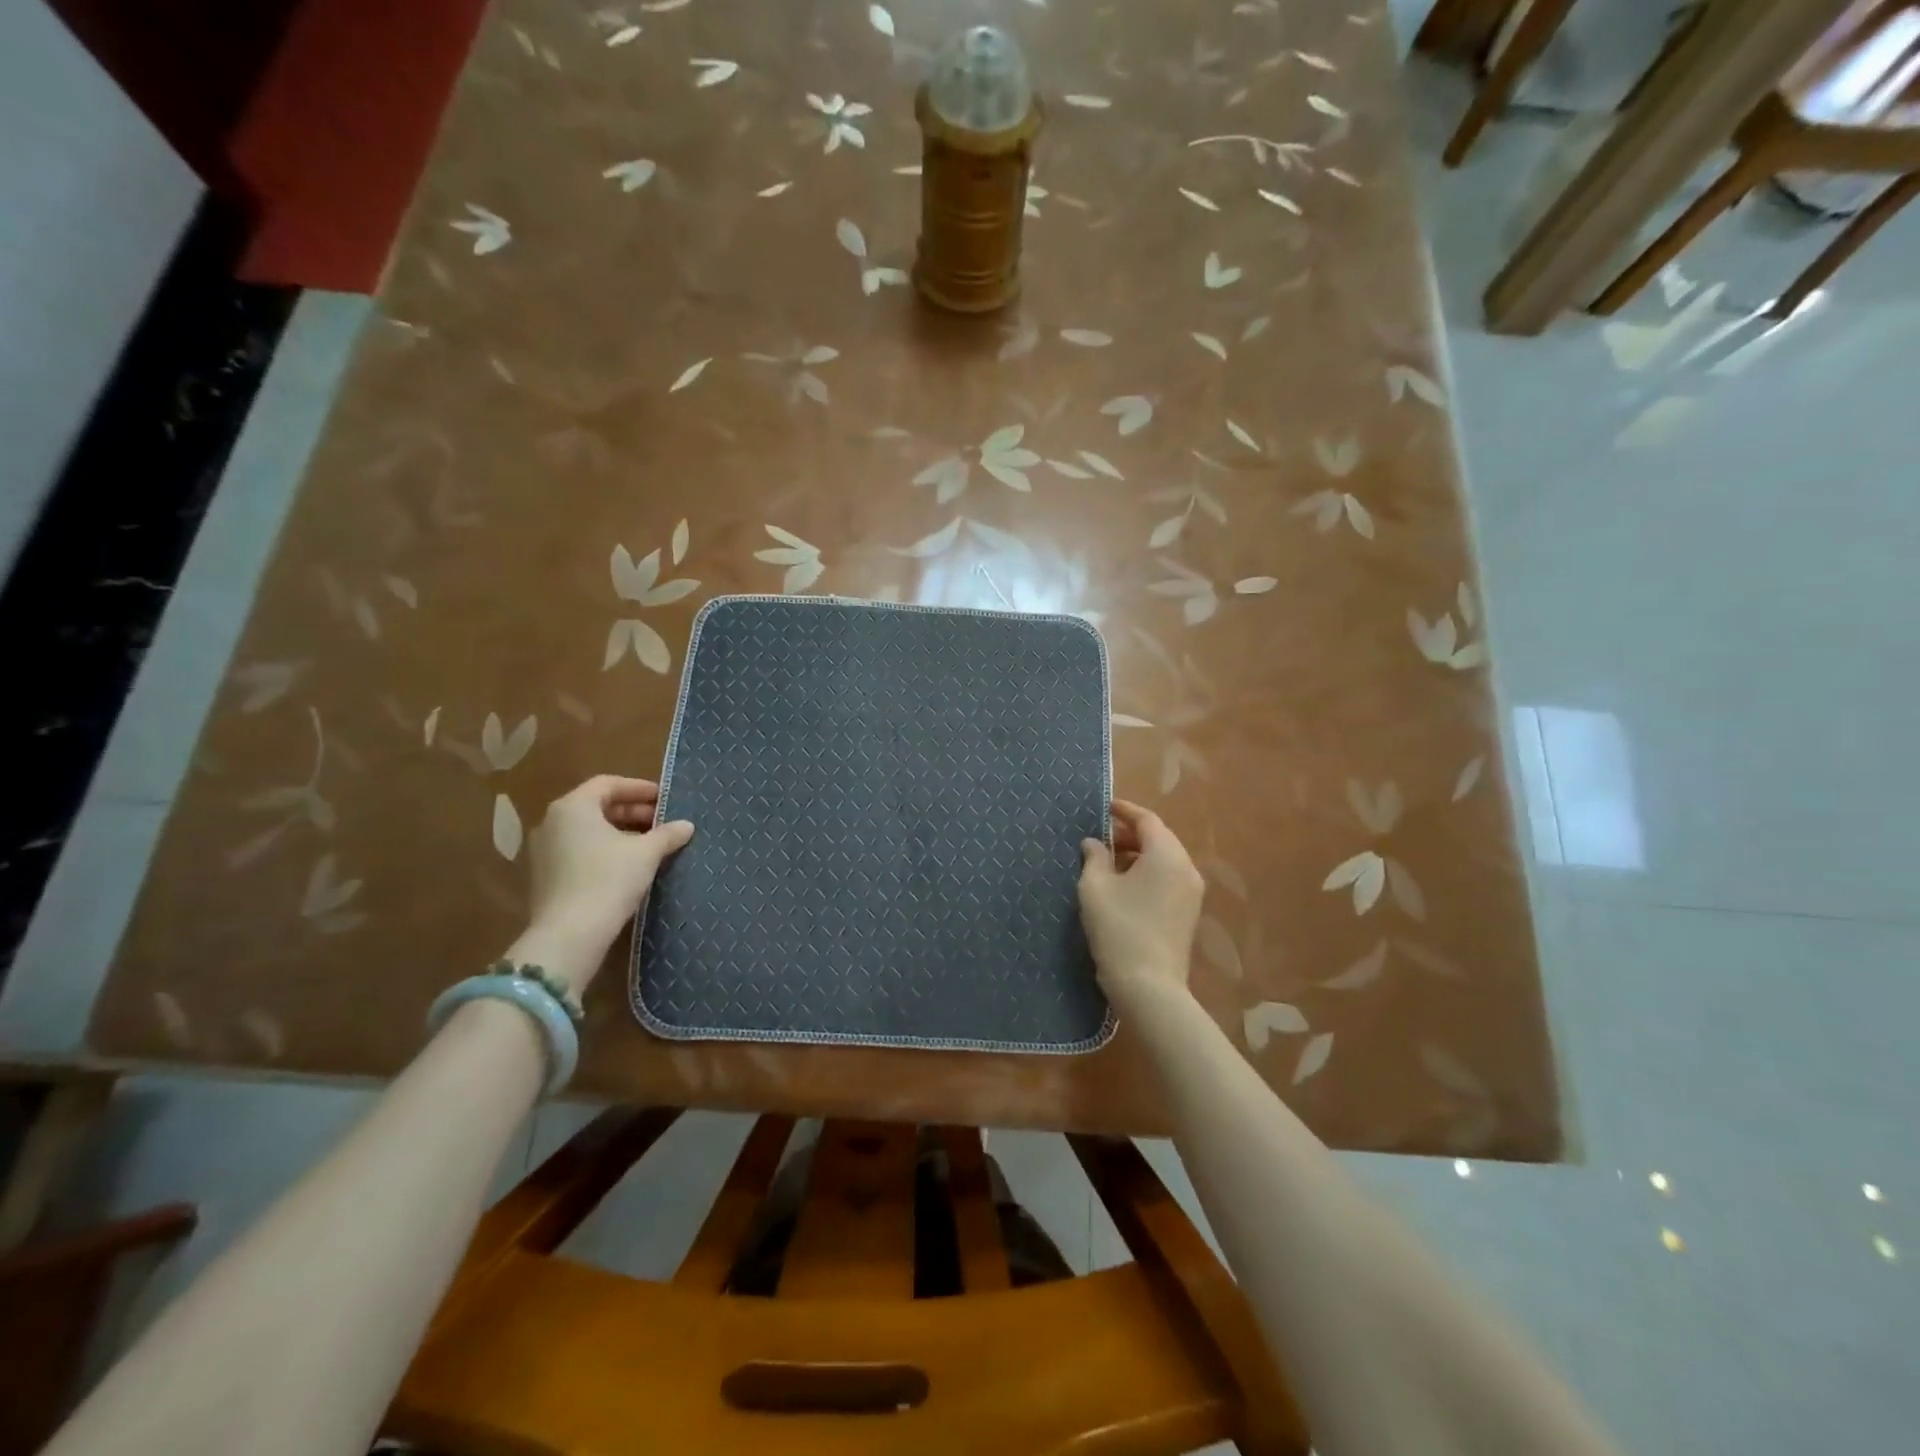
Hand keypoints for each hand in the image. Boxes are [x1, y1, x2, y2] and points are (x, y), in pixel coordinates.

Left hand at [515, 776, 693, 990]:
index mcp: (573, 807)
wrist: (568, 935)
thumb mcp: (646, 853)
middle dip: (632, 811)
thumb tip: (686, 825)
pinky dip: (604, 850)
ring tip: (650, 844)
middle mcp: (552, 822)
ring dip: (620, 832)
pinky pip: (578, 850)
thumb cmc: (608, 880)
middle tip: (661, 822)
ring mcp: (544, 850)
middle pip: (596, 806)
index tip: (664, 799)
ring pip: (588, 830)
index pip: (608, 784)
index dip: (639, 788)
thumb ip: (667, 834)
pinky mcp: (545, 875)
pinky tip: (628, 865)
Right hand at [1078, 799, 1203, 1009]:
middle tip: (1099, 837)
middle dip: (1129, 834)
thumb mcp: (1095, 888)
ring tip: (1106, 861)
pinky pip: (1168, 879)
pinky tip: (1122, 885)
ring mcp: (1191, 893)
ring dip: (1137, 855)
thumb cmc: (1119, 929)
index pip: (1147, 820)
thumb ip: (1094, 858)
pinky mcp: (1188, 914)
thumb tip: (1094, 843)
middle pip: (1159, 838)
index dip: (1124, 810)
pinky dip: (1147, 873)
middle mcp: (1186, 868)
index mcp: (1167, 855)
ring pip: (1164, 860)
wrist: (1149, 987)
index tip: (1104, 806)